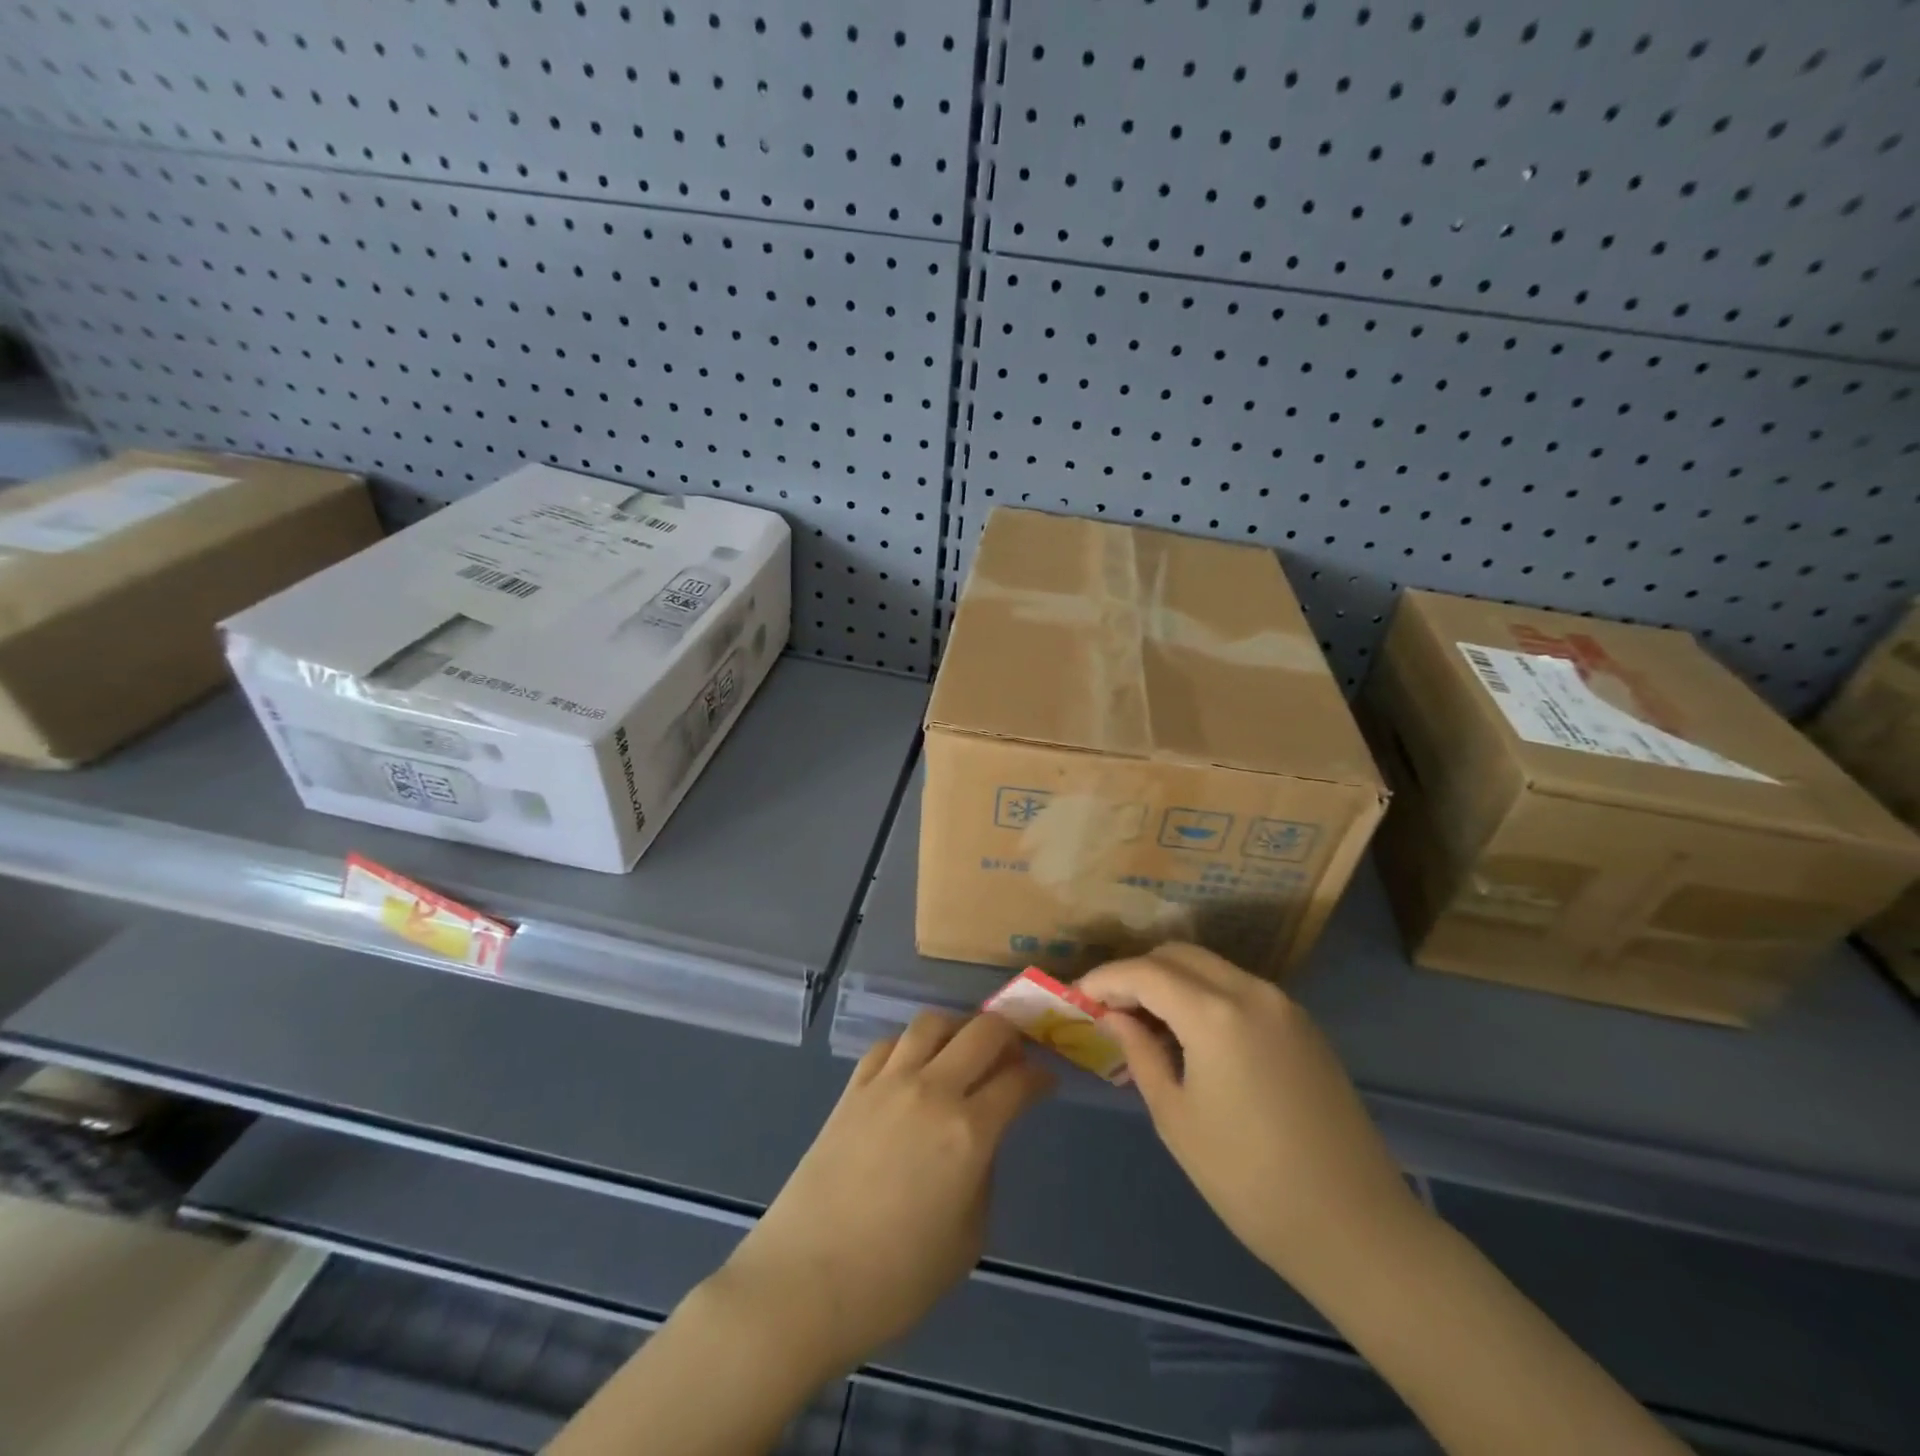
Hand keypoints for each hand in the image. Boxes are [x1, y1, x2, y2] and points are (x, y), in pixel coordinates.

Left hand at [709, 1012, 1052, 1379]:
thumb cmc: (895, 1279)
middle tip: (1014, 1055)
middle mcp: (932, 1091)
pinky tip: (914, 1066)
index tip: (1046, 1082)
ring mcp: (888, 1082)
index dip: (1040, 1077)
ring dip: (958, 1028)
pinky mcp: (853, 1088)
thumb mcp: (967, 1239)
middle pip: (982, 1031)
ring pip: (932, 1023)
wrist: (805, 1281)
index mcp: (969, 1132)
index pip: (1018, 1081)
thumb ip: (982, 1175)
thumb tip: (979, 1140)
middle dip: (1009, 1034)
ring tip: (963, 1049)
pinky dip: (911, 1045)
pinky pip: (889, 1044)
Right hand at [1079, 944, 1418, 1287]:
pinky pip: (1239, 988)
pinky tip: (1194, 1035)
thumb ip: (1140, 1052)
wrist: (1356, 1227)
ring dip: (1172, 981)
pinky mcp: (1302, 1025)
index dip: (1104, 978)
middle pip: (1178, 955)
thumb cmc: (1249, 1180)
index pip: (1144, 971)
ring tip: (1148, 1022)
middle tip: (1110, 1008)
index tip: (1077, 995)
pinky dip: (1205, 995)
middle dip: (1137, 972)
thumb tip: (1115, 1016)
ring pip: (1211, 967)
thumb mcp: (1176, 1118)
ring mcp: (1283, 1005)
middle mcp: (1251, 991)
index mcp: (1215, 1014)